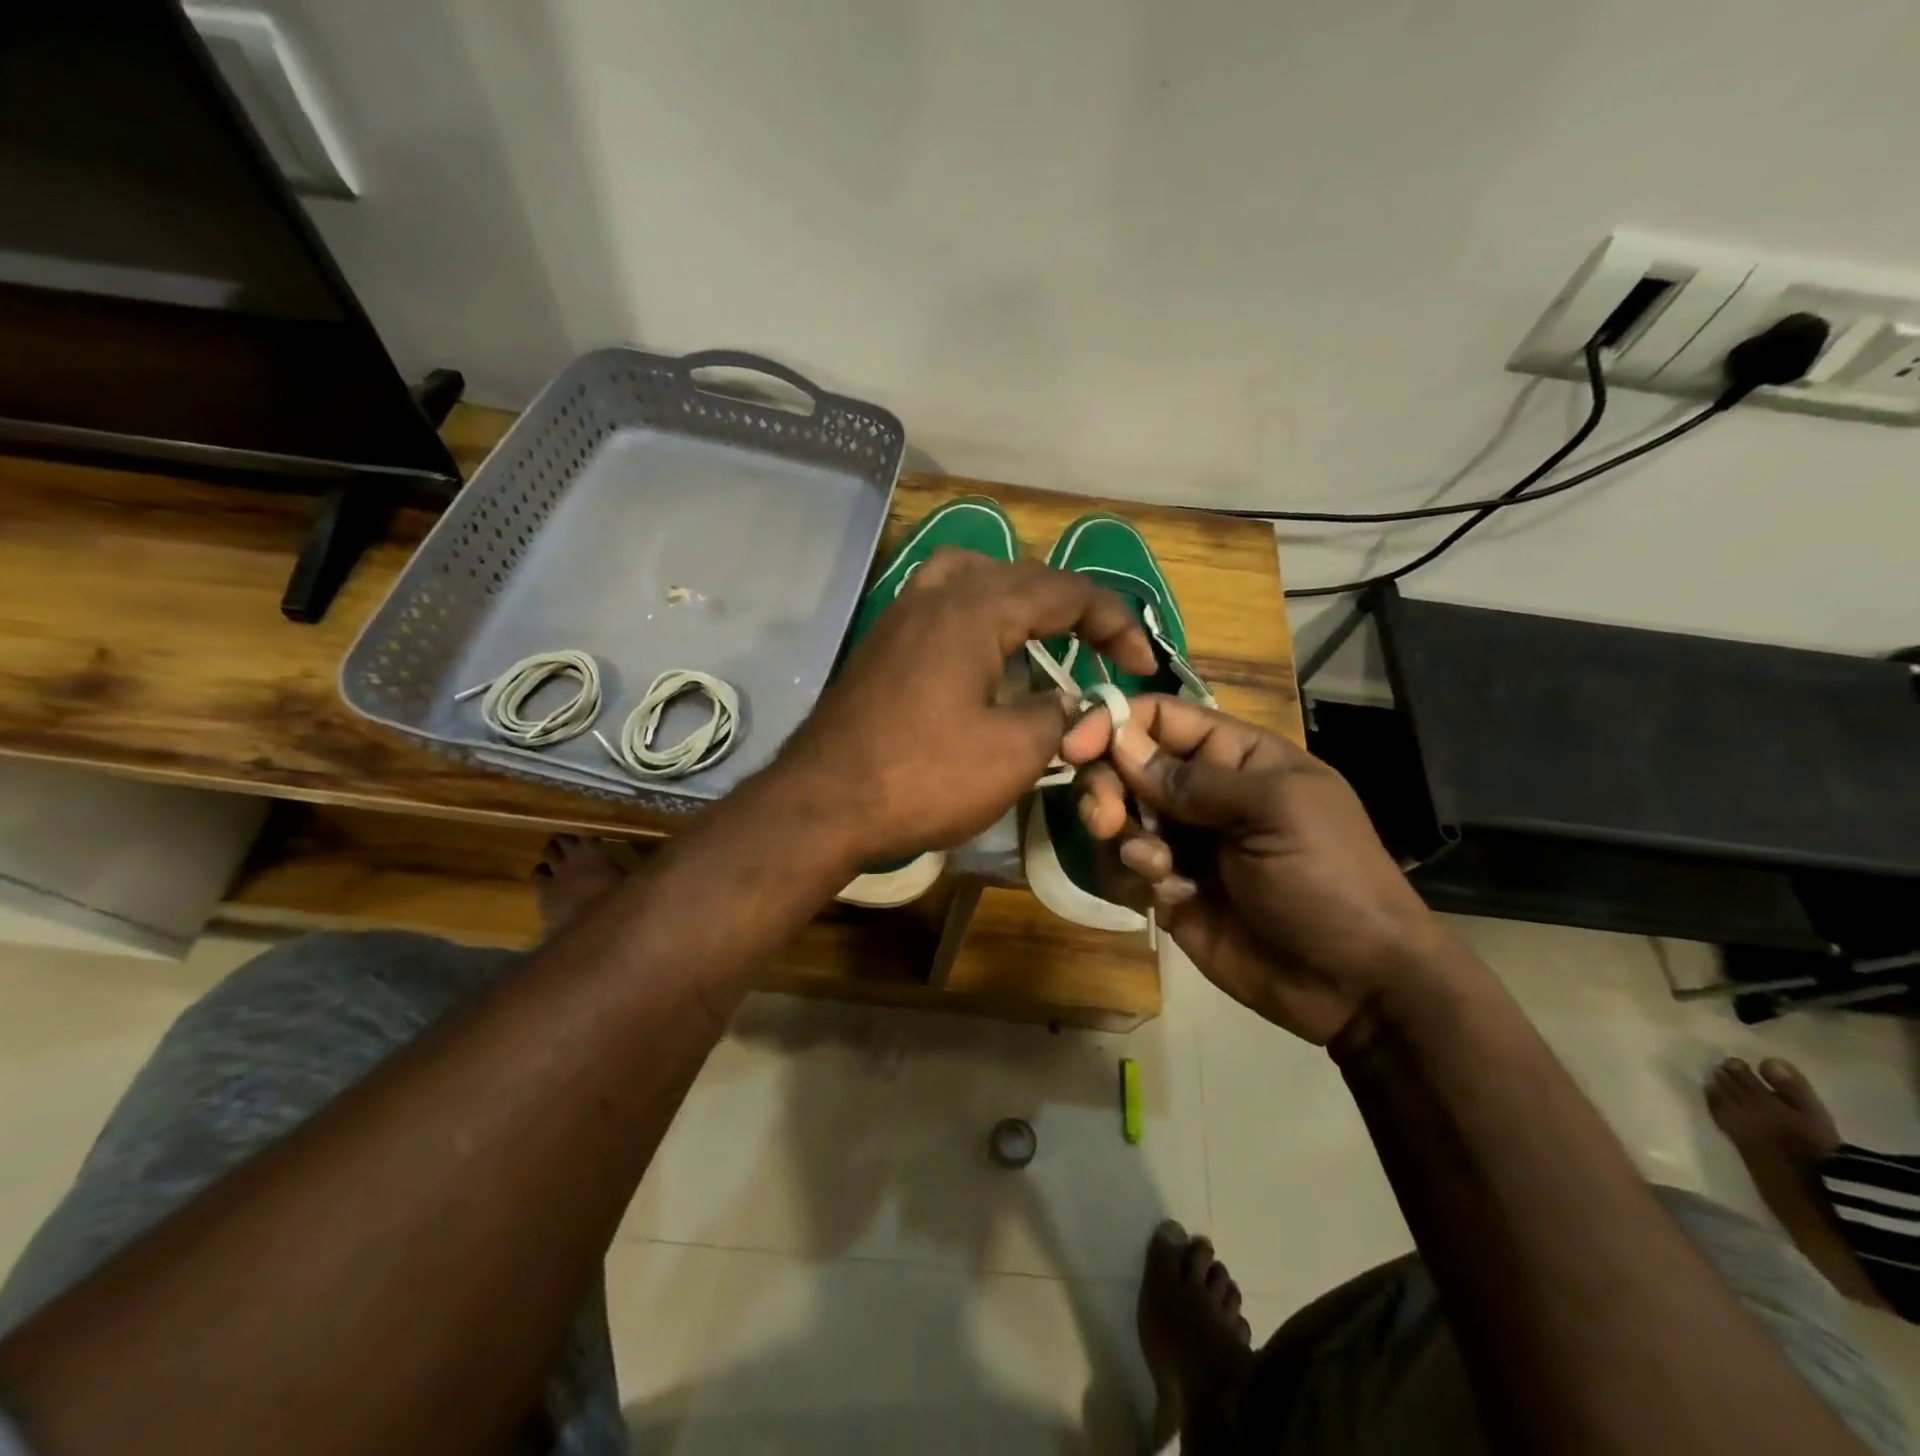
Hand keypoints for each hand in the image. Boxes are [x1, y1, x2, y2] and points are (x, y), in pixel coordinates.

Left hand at [779, 550, 1153, 865]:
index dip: (1116, 623)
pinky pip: (942, 604)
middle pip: (1022, 577)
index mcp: (975, 609)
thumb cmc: (923, 777)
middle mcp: (936, 595)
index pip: (1066, 592)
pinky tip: (986, 655)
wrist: (823, 804)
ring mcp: (901, 616)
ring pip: (974, 578)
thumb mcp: (1013, 752)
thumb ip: (1059, 717)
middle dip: (1073, 609)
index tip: (1142, 665)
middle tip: (1104, 650)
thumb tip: (1075, 705)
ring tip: (1045, 633)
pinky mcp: (882, 644)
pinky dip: (978, 615)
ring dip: (1020, 600)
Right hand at [1063, 696, 1445, 1043]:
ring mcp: (1179, 842)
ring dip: (1122, 839)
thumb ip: (1196, 778)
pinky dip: (1131, 879)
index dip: (1112, 722)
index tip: (1074, 746)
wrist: (1354, 984)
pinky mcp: (1163, 889)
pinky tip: (1170, 899)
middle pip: (1122, 766)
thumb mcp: (1276, 812)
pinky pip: (1119, 869)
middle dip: (1105, 788)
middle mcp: (1198, 792)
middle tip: (1104, 819)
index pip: (1158, 718)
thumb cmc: (1329, 879)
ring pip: (1113, 818)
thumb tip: (1121, 743)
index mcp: (1233, 756)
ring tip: (1158, 870)